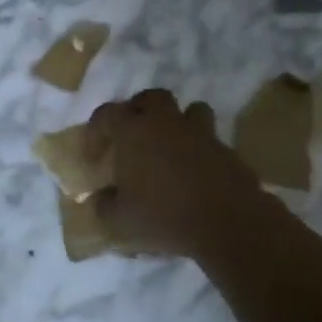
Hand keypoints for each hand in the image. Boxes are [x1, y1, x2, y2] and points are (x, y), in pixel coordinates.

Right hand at [86, 89, 271, 257]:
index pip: (107, 114)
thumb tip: (100, 199)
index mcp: (134, 131)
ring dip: (178, 123)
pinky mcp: (228, 152)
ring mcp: (202, 134)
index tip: (93, 155)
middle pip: (152, 98)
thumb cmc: (163, 215)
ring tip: (170, 146)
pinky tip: (195, 175)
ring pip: (190, 111)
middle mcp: (167, 123)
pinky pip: (210, 141)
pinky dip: (200, 151)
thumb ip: (104, 206)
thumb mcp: (119, 220)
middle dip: (140, 110)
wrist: (228, 223)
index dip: (95, 131)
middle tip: (133, 135)